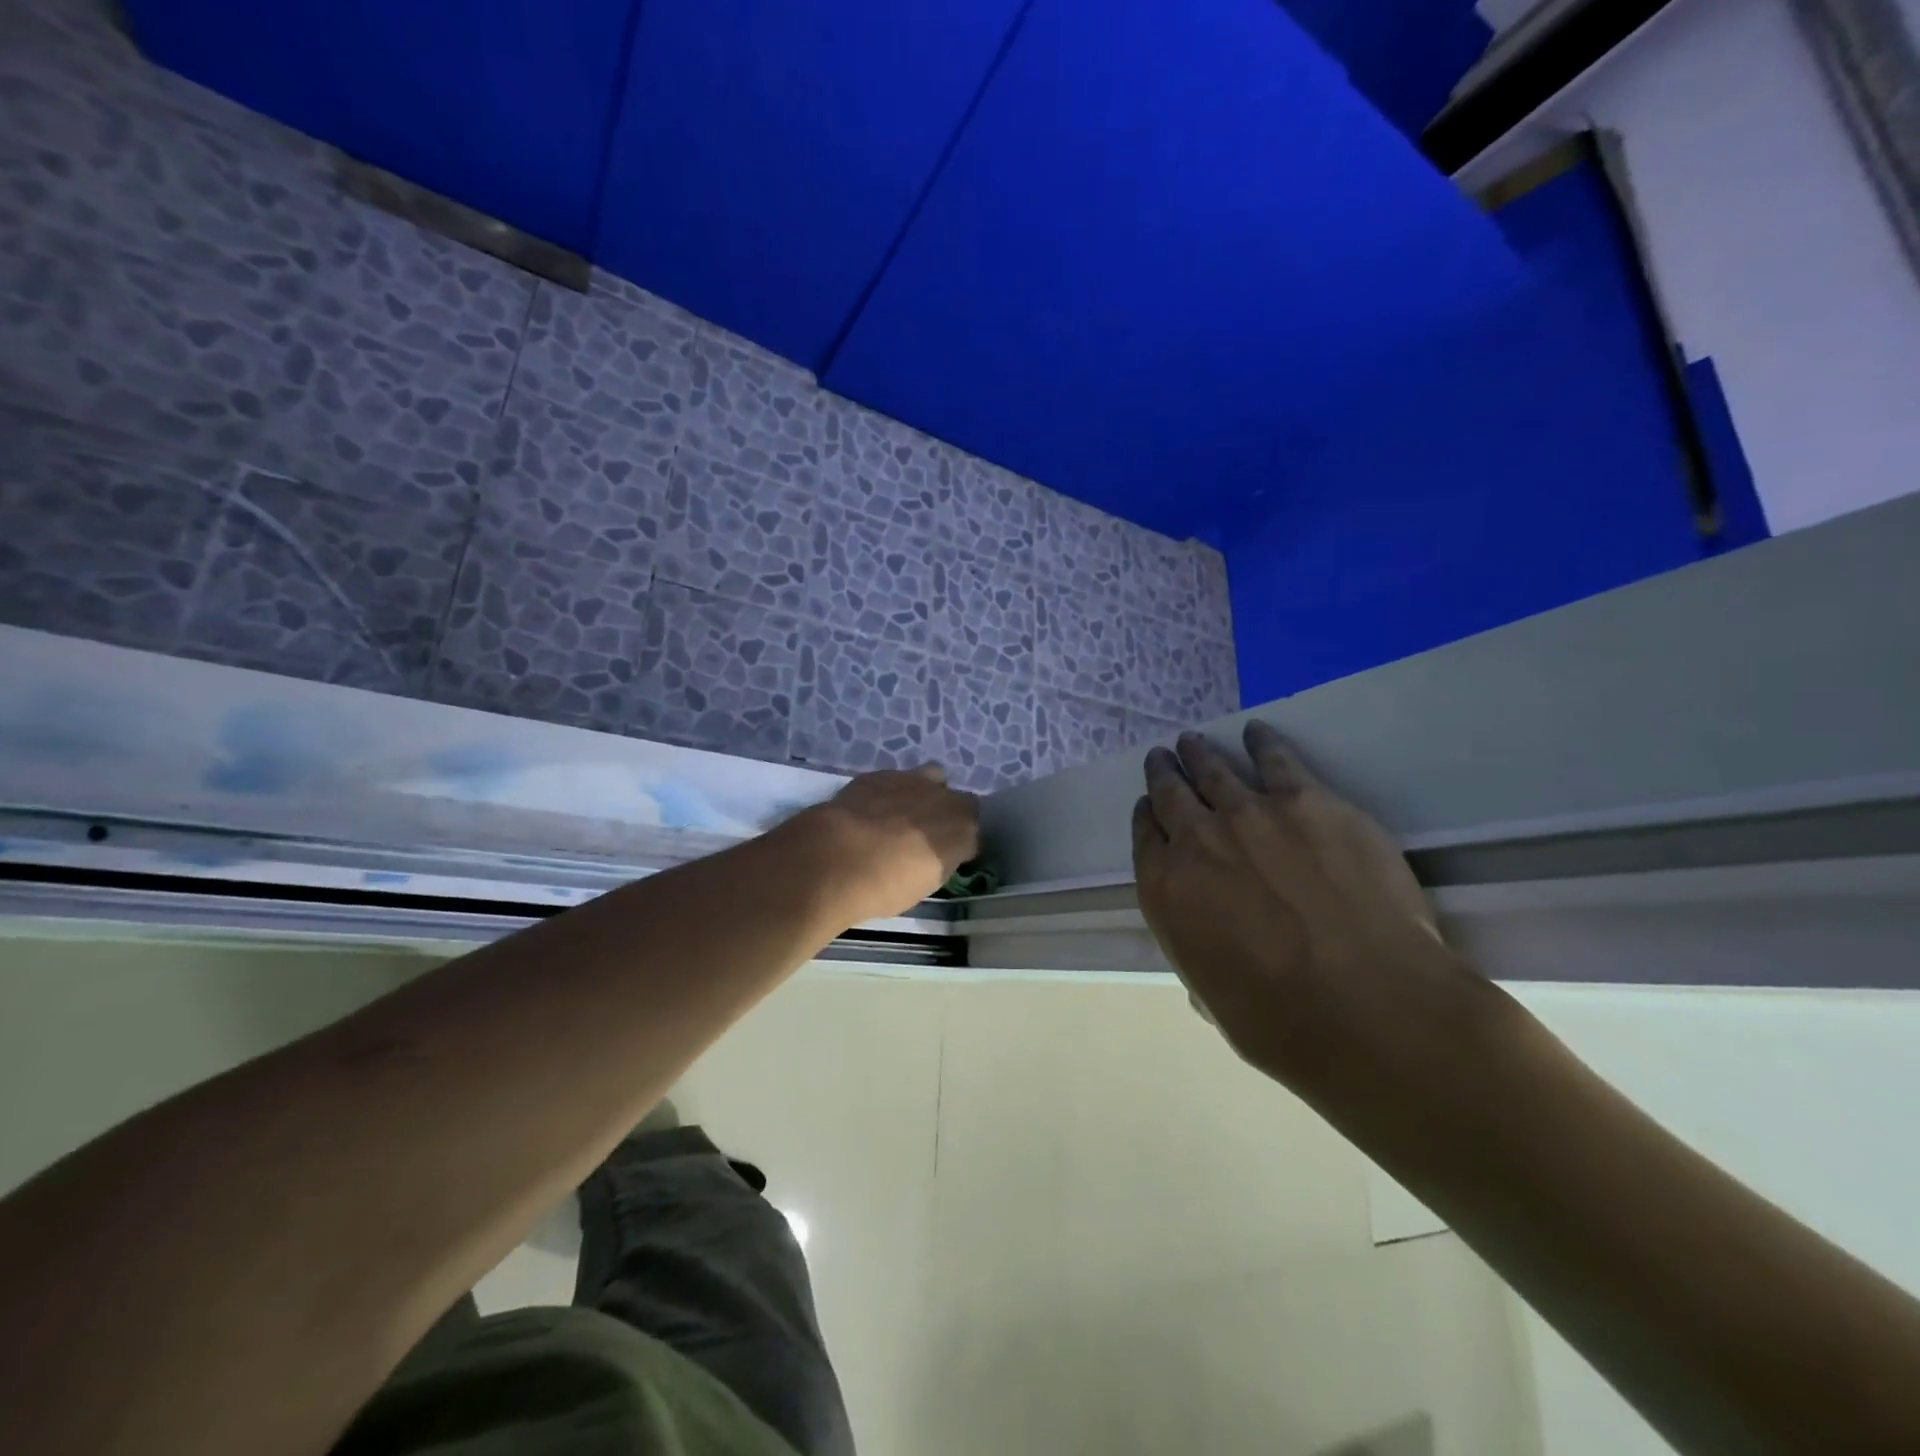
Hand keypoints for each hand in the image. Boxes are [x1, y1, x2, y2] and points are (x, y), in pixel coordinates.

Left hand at [794, 764, 980, 924]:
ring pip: (932, 777)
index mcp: (963, 830)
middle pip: (958, 800)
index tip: (947, 854)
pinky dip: (890, 792)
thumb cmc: (886, 886)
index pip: (974, 830)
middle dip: (947, 813)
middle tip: (925, 835)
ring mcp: (911, 780)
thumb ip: (940, 859)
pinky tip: (871, 809)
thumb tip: (938, 852)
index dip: (961, 841)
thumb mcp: (925, 884)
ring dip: (924, 792)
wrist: (837, 858)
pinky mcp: (879, 774)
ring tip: (902, 814)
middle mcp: (945, 798)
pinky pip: (895, 779)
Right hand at [1133, 723, 1480, 1092]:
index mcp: (1165, 888)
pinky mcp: (1307, 800)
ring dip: (1199, 753)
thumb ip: (1199, 948)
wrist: (1368, 1004)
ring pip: (1214, 770)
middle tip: (1163, 758)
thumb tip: (1211, 935)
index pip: (1146, 837)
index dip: (1147, 817)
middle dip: (1164, 774)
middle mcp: (1197, 839)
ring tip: (1193, 741)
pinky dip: (1261, 743)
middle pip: (1171, 793)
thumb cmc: (1282, 1022)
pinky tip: (1256, 733)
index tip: (1150, 806)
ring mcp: (1251, 813)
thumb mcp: (1211, 995)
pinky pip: (1275, 759)